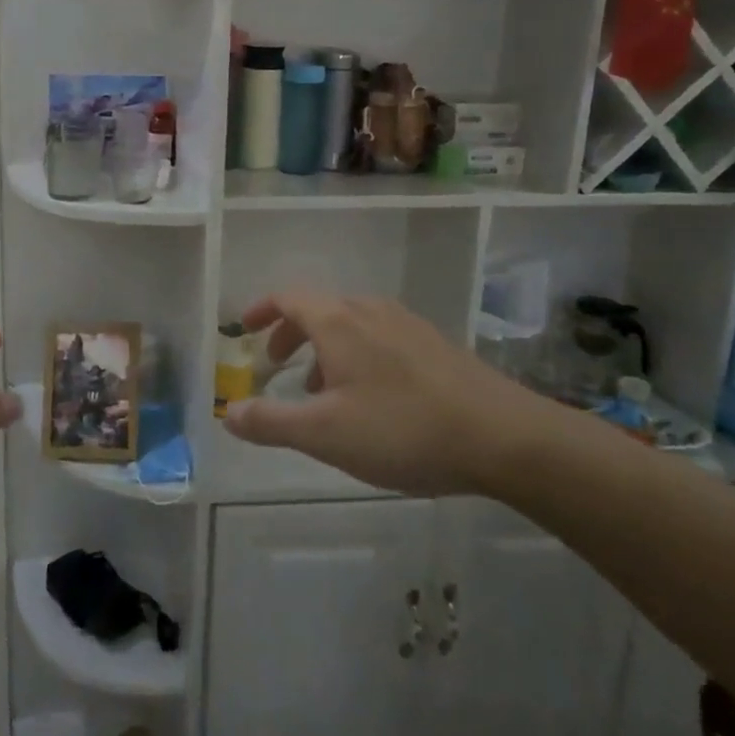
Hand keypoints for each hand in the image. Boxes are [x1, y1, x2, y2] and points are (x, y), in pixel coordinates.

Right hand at [221, 292, 548, 496]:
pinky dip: (355, 353)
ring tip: (320, 389)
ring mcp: (407, 324)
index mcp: (338, 321)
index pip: (288, 297)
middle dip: (290, 333)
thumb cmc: (404, 429)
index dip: (261, 310)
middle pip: (318, 308)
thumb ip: (271, 422)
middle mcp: (370, 310)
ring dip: (323, 347)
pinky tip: (370, 397)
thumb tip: (227, 413)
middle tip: (275, 364)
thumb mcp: (325, 434)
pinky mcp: (434, 344)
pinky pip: (378, 336)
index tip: (243, 328)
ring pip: (350, 323)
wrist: (506, 438)